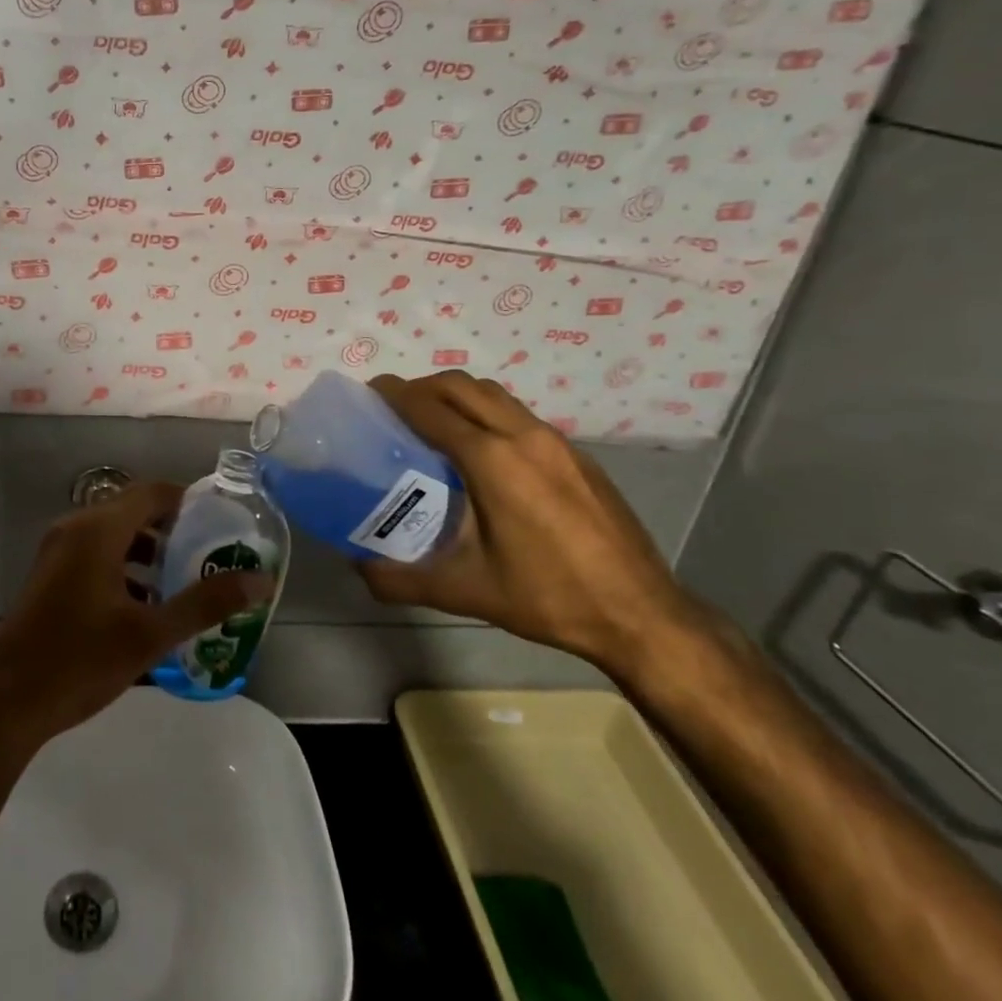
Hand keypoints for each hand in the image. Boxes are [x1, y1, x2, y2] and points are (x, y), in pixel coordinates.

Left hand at [0, 481, 274, 745]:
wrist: (6, 704)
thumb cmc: (79, 662)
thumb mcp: (150, 635)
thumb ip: (205, 603)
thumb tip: (261, 580)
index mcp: (97, 530)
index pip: (152, 492)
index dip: (188, 501)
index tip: (220, 523)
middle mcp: (75, 528)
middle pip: (133, 511)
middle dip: (172, 529)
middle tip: (208, 554)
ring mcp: (57, 551)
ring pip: (114, 535)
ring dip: (148, 551)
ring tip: (182, 581)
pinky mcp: (49, 575)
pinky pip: (95, 554)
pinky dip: (124, 566)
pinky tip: (144, 605)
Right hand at [357, 372, 705, 676]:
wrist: (642, 614)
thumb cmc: (548, 597)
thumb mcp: (466, 592)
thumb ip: (402, 579)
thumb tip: (359, 569)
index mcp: (492, 460)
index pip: (430, 408)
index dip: (394, 395)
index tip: (368, 393)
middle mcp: (523, 436)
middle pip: (461, 386)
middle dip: (422, 387)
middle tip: (394, 407)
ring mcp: (556, 441)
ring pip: (494, 394)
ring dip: (456, 395)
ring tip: (432, 421)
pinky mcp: (577, 454)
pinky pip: (518, 414)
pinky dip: (486, 412)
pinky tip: (481, 451)